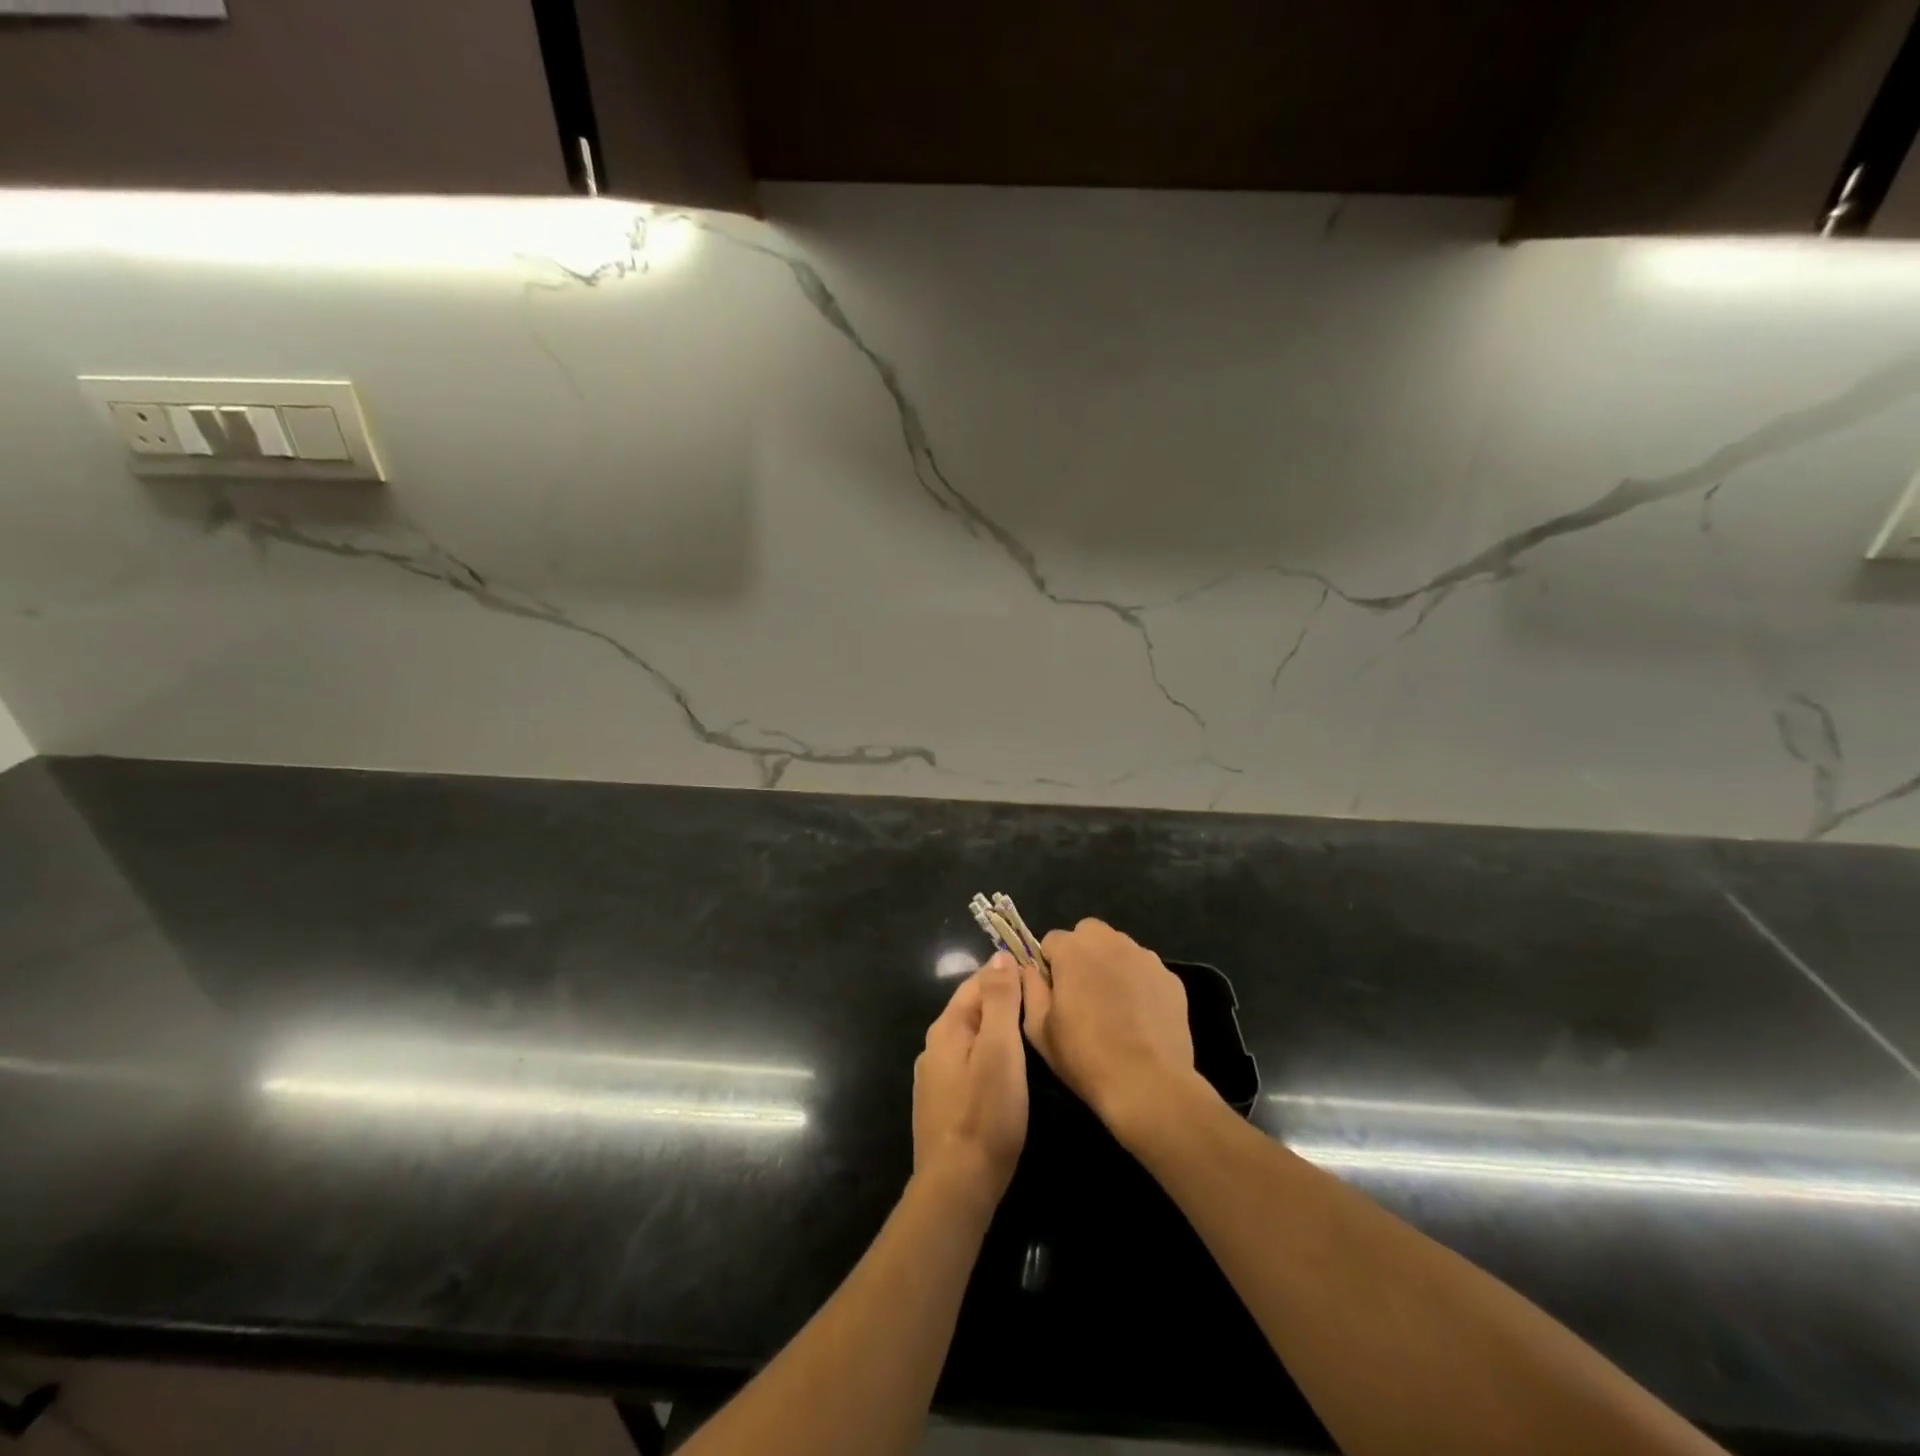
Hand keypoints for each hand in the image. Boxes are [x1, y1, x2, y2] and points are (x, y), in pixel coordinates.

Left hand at [913, 952, 1027, 1204]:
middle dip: (1003, 1000)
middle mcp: (935, 1046)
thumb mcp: (1000, 1049)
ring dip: (997, 1030)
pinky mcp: (942, 1104)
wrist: (957, 1185)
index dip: (1008, 973)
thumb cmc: (985, 1112)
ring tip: (1031, 1035)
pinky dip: (989, 1057)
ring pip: (971, 1038)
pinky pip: (968, 1064)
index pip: (978, 981)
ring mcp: (935, 1077)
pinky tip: (1007, 1072)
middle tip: (1043, 1005)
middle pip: (973, 1008)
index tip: (1041, 977)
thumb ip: (999, 1000)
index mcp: (947, 1027)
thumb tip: (999, 955)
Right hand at [1021, 918, 1199, 1133]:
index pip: (1052, 940)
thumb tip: (1030, 970)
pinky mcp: (1171, 978)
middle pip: (1089, 933)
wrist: (1148, 1085)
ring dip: (1111, 965)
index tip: (1053, 992)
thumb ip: (1030, 989)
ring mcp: (1146, 958)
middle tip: (1082, 992)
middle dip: (1081, 953)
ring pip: (1120, 948)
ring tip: (1113, 1006)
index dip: (1049, 965)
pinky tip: (1139, 1017)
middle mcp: (1111, 942)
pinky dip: (1139, 984)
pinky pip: (1146, 971)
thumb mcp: (1039, 1029)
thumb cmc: (1085, 1057)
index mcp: (1074, 950)